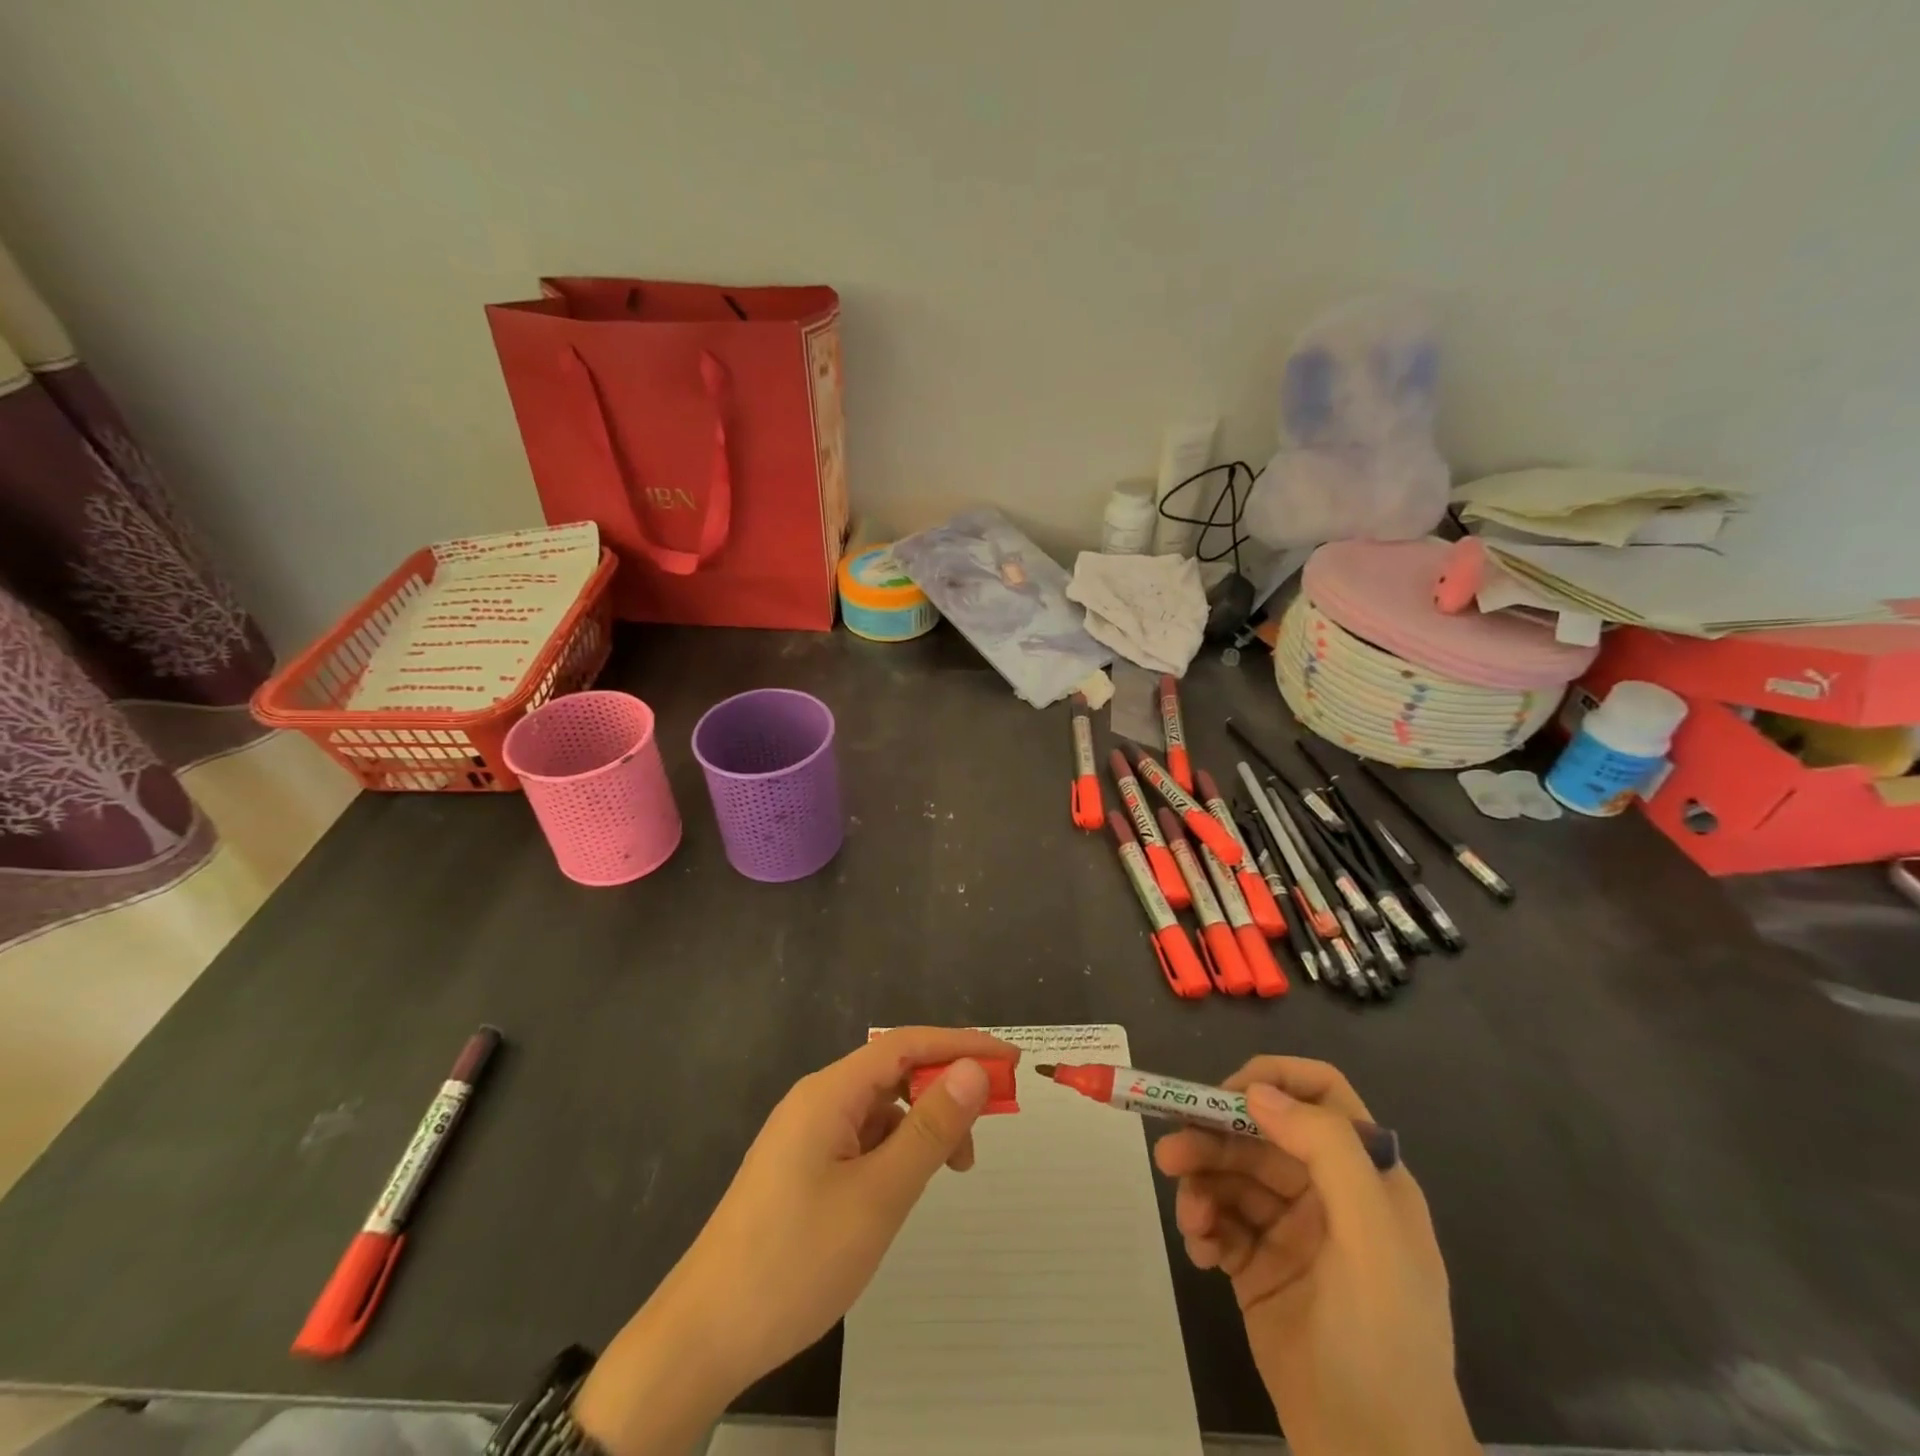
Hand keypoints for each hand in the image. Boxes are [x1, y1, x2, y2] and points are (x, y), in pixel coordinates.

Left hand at [574, 1027, 1016, 1455]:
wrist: (704, 1335)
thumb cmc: (795, 1260)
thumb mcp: (878, 1195)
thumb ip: (930, 1129)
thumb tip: (974, 1071)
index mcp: (830, 1092)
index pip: (906, 1044)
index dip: (961, 1044)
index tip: (1010, 1060)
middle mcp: (817, 1100)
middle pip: (893, 1072)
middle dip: (945, 1086)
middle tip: (991, 1123)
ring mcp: (806, 1135)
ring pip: (879, 1108)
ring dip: (922, 1123)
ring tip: (953, 1167)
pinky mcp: (801, 1168)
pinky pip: (861, 1138)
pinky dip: (896, 1148)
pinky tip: (907, 1183)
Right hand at [1154, 1058, 1475, 1455]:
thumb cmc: (1384, 1340)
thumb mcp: (1372, 1237)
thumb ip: (1324, 1150)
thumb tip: (1256, 1092)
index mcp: (1364, 1175)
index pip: (1320, 1094)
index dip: (1273, 1081)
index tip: (1226, 1097)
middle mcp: (1325, 1192)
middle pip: (1257, 1134)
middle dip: (1212, 1138)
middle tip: (1170, 1156)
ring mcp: (1289, 1230)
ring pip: (1231, 1174)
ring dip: (1201, 1184)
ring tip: (1189, 1217)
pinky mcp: (1257, 1267)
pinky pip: (1220, 1221)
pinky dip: (1203, 1225)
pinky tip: (1200, 1252)